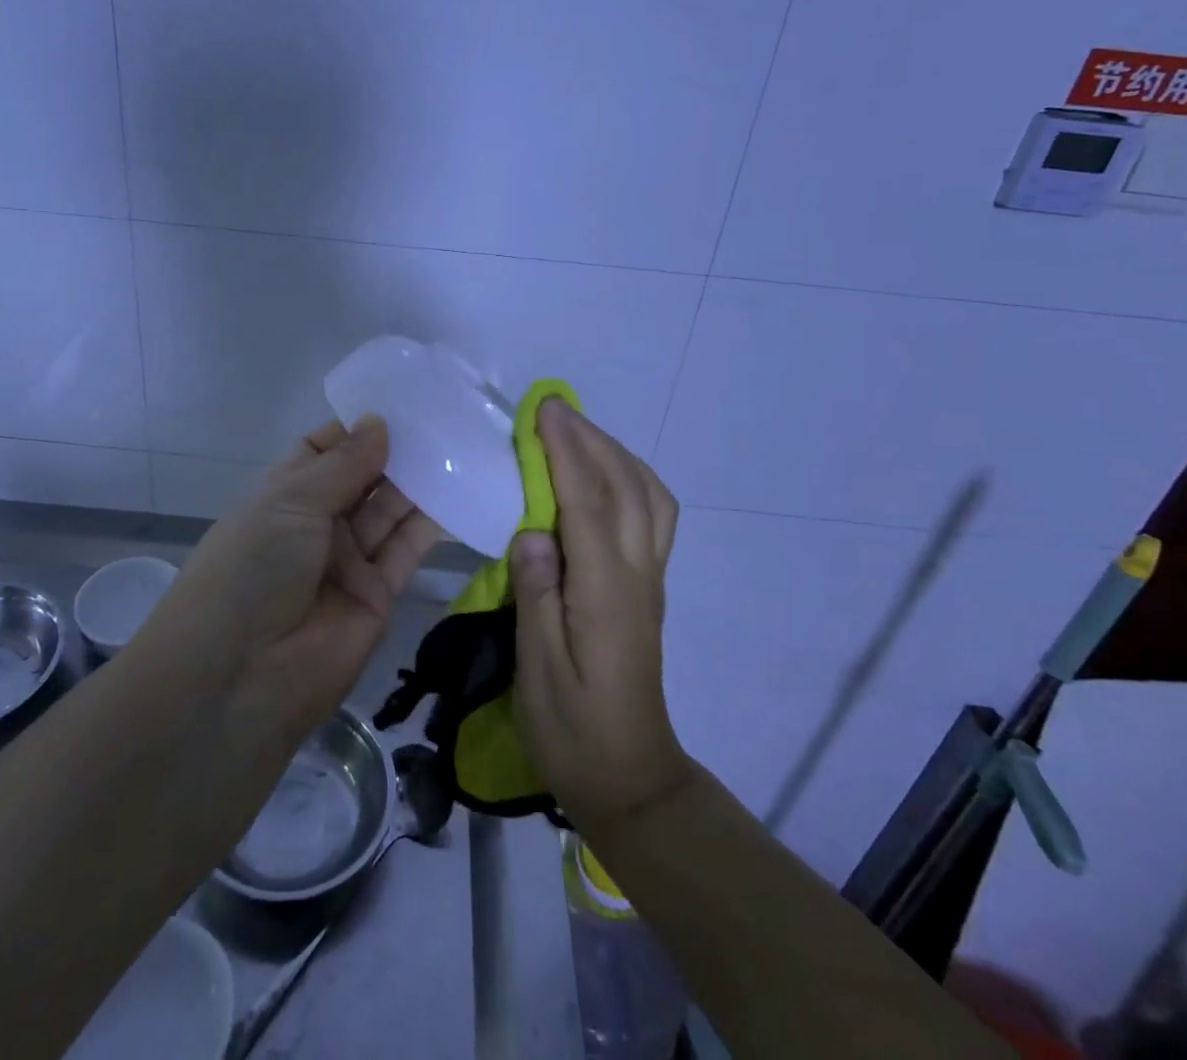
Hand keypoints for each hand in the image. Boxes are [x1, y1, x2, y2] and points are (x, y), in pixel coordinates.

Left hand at [149, 417, 442, 732]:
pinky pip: (408, 548)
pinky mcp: (380, 594)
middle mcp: (317, 524)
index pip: (323, 450)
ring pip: (389, 510)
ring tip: (458, 442)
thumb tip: (380, 421)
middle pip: (363, 478)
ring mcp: (349, 560)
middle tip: (443, 416)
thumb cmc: (252, 569)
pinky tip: (460, 487)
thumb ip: (344, 464)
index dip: (357, 428)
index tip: (400, 401)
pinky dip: (433, 521)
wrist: (242, 677)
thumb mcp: (290, 502)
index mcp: (284, 496)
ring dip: (419, 480)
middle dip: (395, 450)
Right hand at [510, 398, 693, 836]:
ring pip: (650, 497)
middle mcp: (638, 576)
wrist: (630, 779)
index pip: (587, 505)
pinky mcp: (650, 588)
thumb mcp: (538, 670)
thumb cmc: (572, 729)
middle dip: (590, 439)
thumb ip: (536, 596)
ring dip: (616, 454)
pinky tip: (606, 475)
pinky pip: (654, 514)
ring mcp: (651, 580)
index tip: (544, 410)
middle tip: (552, 408)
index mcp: (606, 594)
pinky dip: (632, 478)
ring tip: (577, 433)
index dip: (566, 452)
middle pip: (625, 488)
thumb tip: (532, 531)